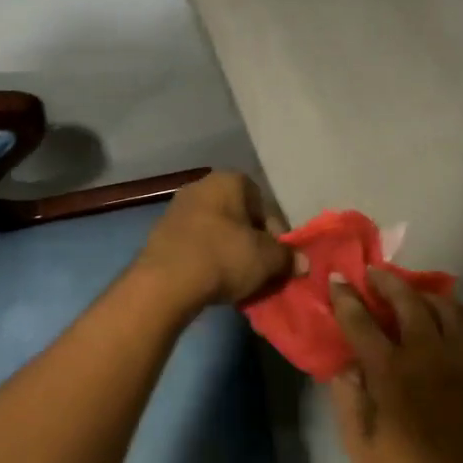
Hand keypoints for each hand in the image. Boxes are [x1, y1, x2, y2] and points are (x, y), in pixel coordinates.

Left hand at [133, 172, 292, 310]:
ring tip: (238, 279)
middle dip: (251, 241)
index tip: (278, 256)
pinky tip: (212, 281)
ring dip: (229, 252)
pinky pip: (195, 245)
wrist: (165, 281)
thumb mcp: (266, 259)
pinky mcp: (161, 235)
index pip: (261, 200)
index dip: (275, 230)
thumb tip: (301, 262)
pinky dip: (207, 259)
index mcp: (227, 180)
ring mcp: (176, 210)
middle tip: (261, 269)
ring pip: (215, 231)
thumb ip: (287, 257)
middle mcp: (199, 187)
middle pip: (237, 216)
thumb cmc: (223, 257)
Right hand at [327, 268, 462, 462]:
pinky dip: (453, 315)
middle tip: (372, 274)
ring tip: (409, 293)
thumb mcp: (359, 445)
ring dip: (423, 293)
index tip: (336, 280)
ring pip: (447, 308)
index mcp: (390, 374)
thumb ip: (348, 397)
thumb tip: (346, 364)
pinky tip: (443, 320)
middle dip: (387, 282)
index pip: (362, 321)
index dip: (346, 297)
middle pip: (409, 302)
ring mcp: (462, 364)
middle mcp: (427, 357)